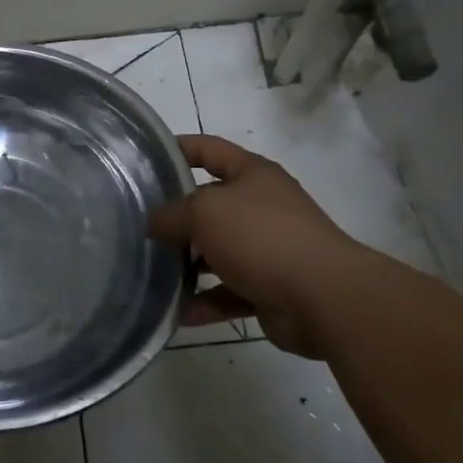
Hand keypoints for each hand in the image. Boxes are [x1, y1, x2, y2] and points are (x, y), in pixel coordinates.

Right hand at [150, 134, 367, 359]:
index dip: (179, 149)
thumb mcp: (205, 212)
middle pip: (211, 205)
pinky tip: (178, 313)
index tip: (147, 159)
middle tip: (139, 226)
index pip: (210, 150)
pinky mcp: (270, 288)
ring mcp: (268, 249)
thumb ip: (171, 214)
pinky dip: (206, 302)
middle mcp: (261, 207)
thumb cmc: (261, 236)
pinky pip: (230, 292)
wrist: (323, 297)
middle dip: (177, 217)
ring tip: (152, 272)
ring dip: (189, 264)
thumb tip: (153, 223)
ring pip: (218, 252)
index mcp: (252, 175)